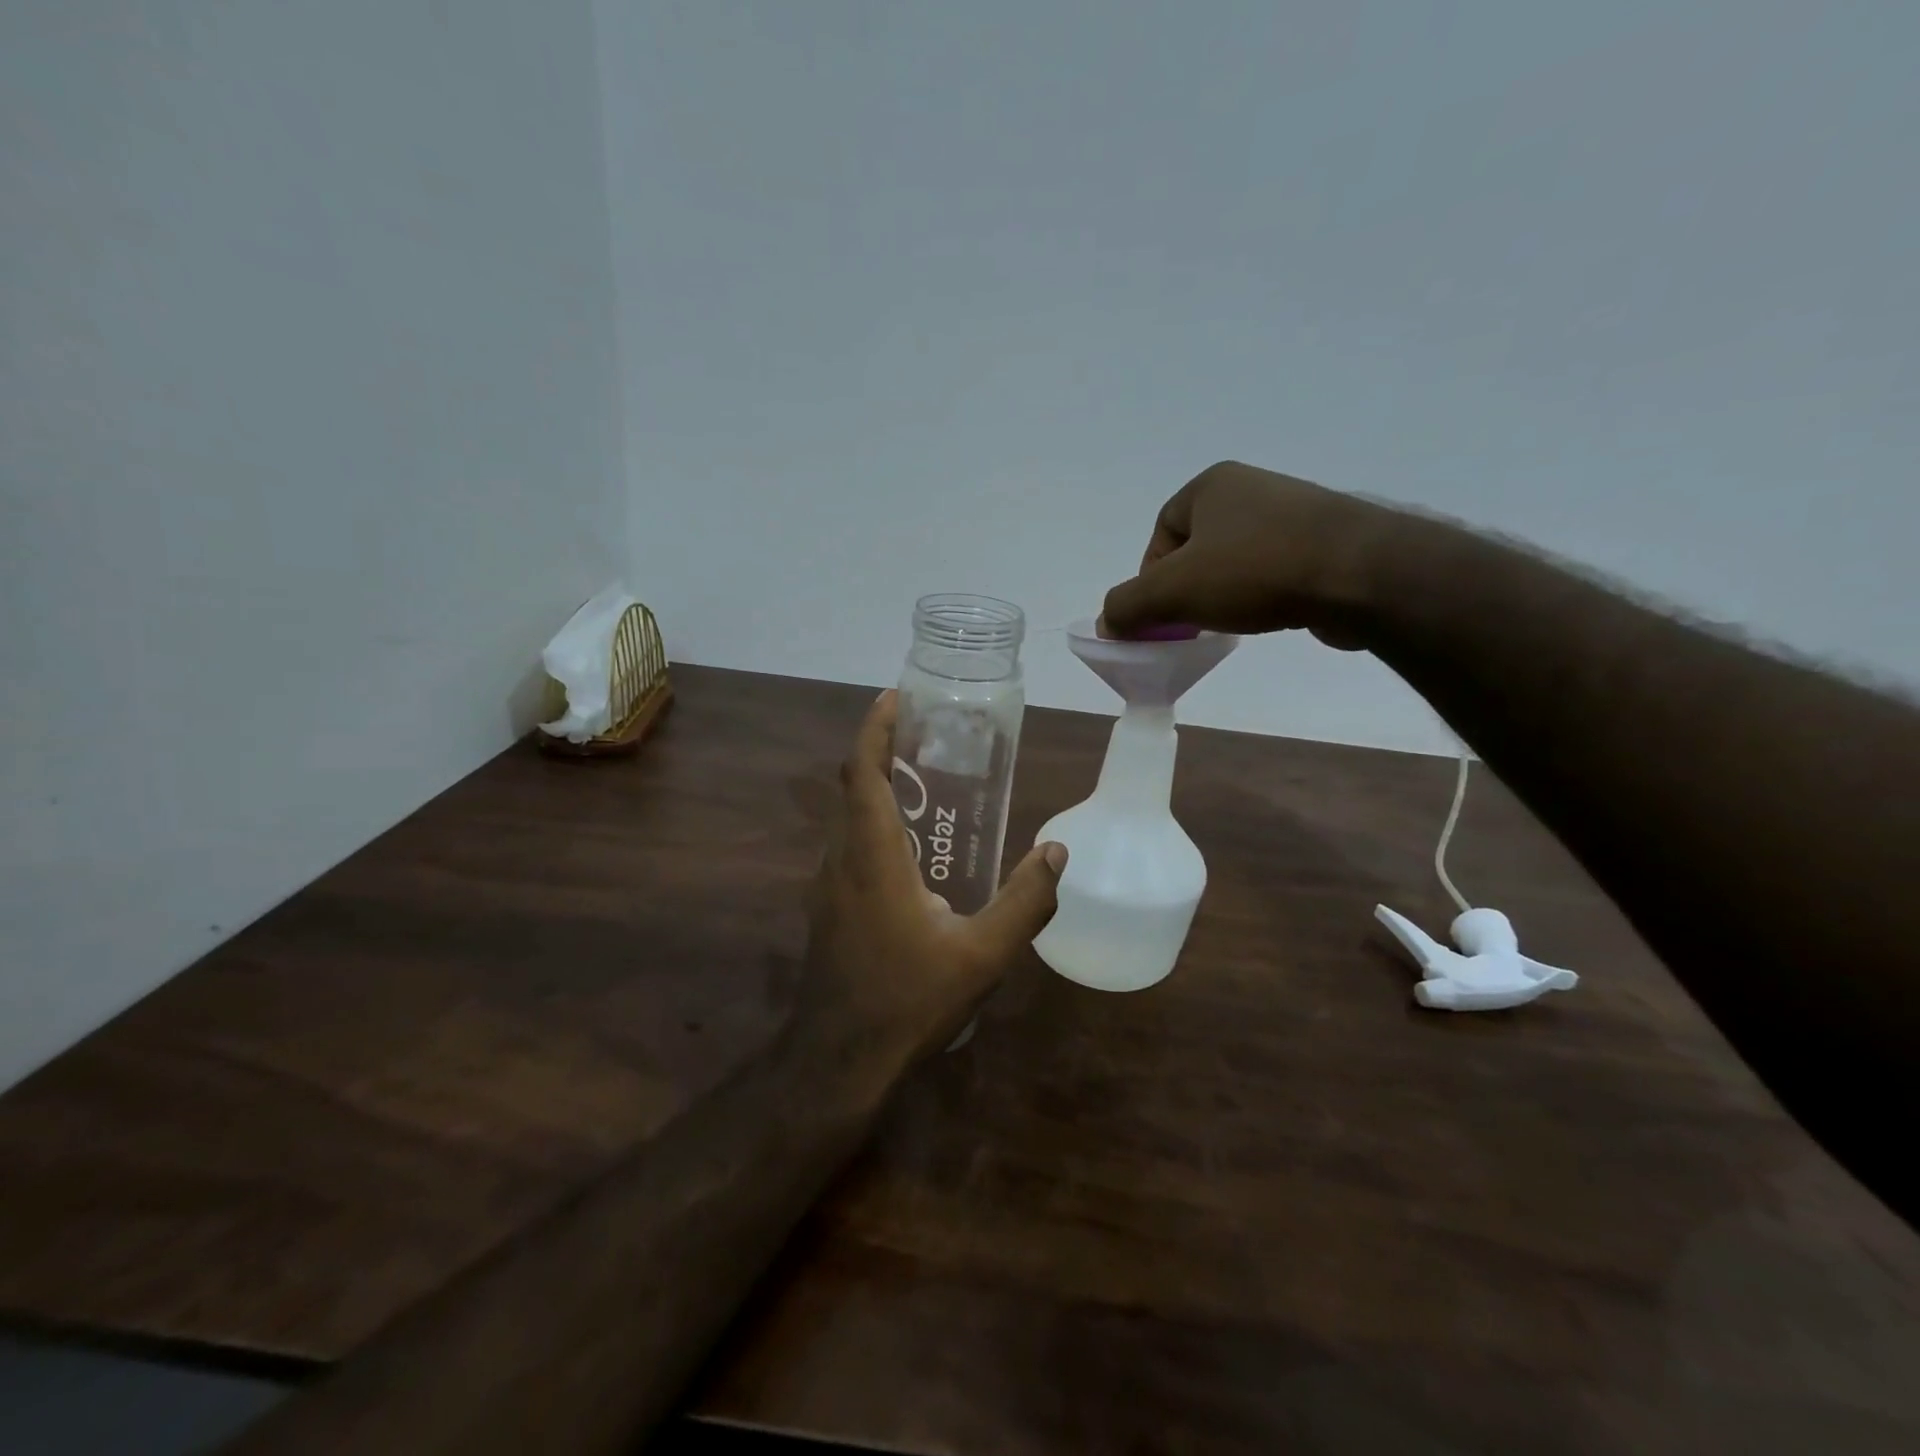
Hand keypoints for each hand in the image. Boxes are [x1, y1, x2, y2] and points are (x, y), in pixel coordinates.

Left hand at [800, 690, 1065, 1069]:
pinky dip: (874, 828)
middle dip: (882, 752)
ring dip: (877, 792)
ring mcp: (827, 886)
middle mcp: (841, 859)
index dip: (873, 728)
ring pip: (848, 820)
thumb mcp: (982, 955)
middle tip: (926, 737)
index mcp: (872, 855)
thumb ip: (1025, 902)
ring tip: (926, 787)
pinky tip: (913, 856)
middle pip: (853, 788)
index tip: (895, 697)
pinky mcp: (828, 910)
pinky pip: (849, 849)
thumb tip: (1057, 853)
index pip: (861, 772)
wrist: (839, 1060)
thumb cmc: (908, 1000)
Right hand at [1099, 461, 1396, 648]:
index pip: (1161, 532)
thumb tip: (1106, 623)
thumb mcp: (1172, 592)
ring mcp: (1295, 512)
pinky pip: (1274, 570)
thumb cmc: (1255, 570)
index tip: (1160, 614)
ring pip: (1236, 560)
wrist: (1362, 573)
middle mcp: (1252, 489)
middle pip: (1197, 547)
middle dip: (1186, 588)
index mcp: (1212, 485)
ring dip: (1223, 594)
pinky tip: (1269, 616)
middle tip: (1189, 624)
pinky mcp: (1327, 540)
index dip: (1150, 577)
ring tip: (1230, 623)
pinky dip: (1261, 595)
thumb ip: (1127, 606)